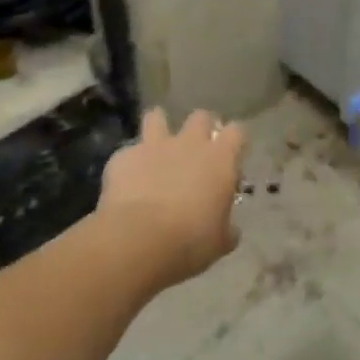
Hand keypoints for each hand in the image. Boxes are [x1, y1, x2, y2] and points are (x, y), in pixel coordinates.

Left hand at [98, 108, 245, 288]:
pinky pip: (128, 152)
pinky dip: (129, 163)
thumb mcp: (219, 242)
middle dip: (200, 128)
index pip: (237, 132)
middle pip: (201, 117)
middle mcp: (190, 143)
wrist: (137, 241)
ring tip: (156, 145)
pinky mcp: (123, 157)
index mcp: (220, 159)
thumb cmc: (190, 241)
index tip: (231, 157)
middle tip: (197, 150)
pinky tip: (126, 181)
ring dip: (158, 127)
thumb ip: (226, 229)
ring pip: (157, 117)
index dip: (234, 141)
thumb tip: (230, 230)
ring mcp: (154, 146)